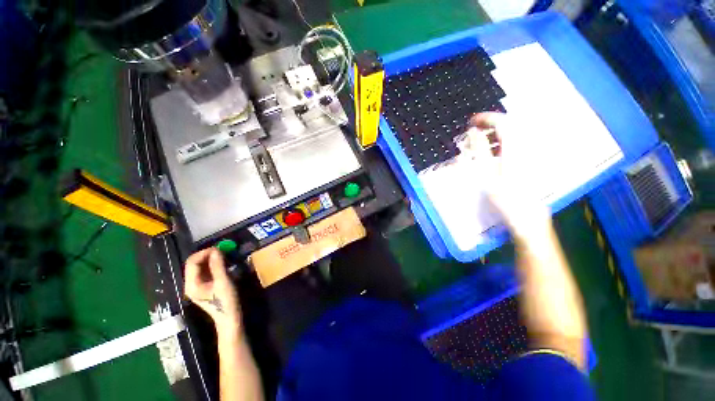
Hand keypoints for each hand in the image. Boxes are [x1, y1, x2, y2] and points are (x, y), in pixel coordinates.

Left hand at [184, 248, 241, 335]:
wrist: (230, 318)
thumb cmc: (225, 302)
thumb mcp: (223, 282)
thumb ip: (218, 265)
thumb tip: (216, 249)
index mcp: (191, 284)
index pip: (192, 262)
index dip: (204, 253)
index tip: (219, 248)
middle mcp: (191, 283)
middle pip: (195, 263)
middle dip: (208, 254)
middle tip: (223, 250)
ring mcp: (198, 285)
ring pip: (201, 266)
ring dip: (212, 258)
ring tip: (225, 254)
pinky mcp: (206, 285)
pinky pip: (207, 270)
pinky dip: (214, 264)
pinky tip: (224, 262)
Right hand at [458, 112, 550, 235]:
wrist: (527, 216)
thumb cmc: (504, 196)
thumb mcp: (487, 173)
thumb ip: (480, 150)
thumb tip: (474, 132)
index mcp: (516, 148)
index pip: (503, 123)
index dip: (486, 119)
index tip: (471, 122)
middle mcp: (526, 147)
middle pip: (510, 126)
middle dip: (490, 125)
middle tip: (474, 132)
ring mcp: (530, 154)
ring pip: (513, 135)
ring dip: (495, 135)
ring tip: (480, 144)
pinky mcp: (531, 162)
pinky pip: (516, 145)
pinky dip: (502, 144)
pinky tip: (493, 154)